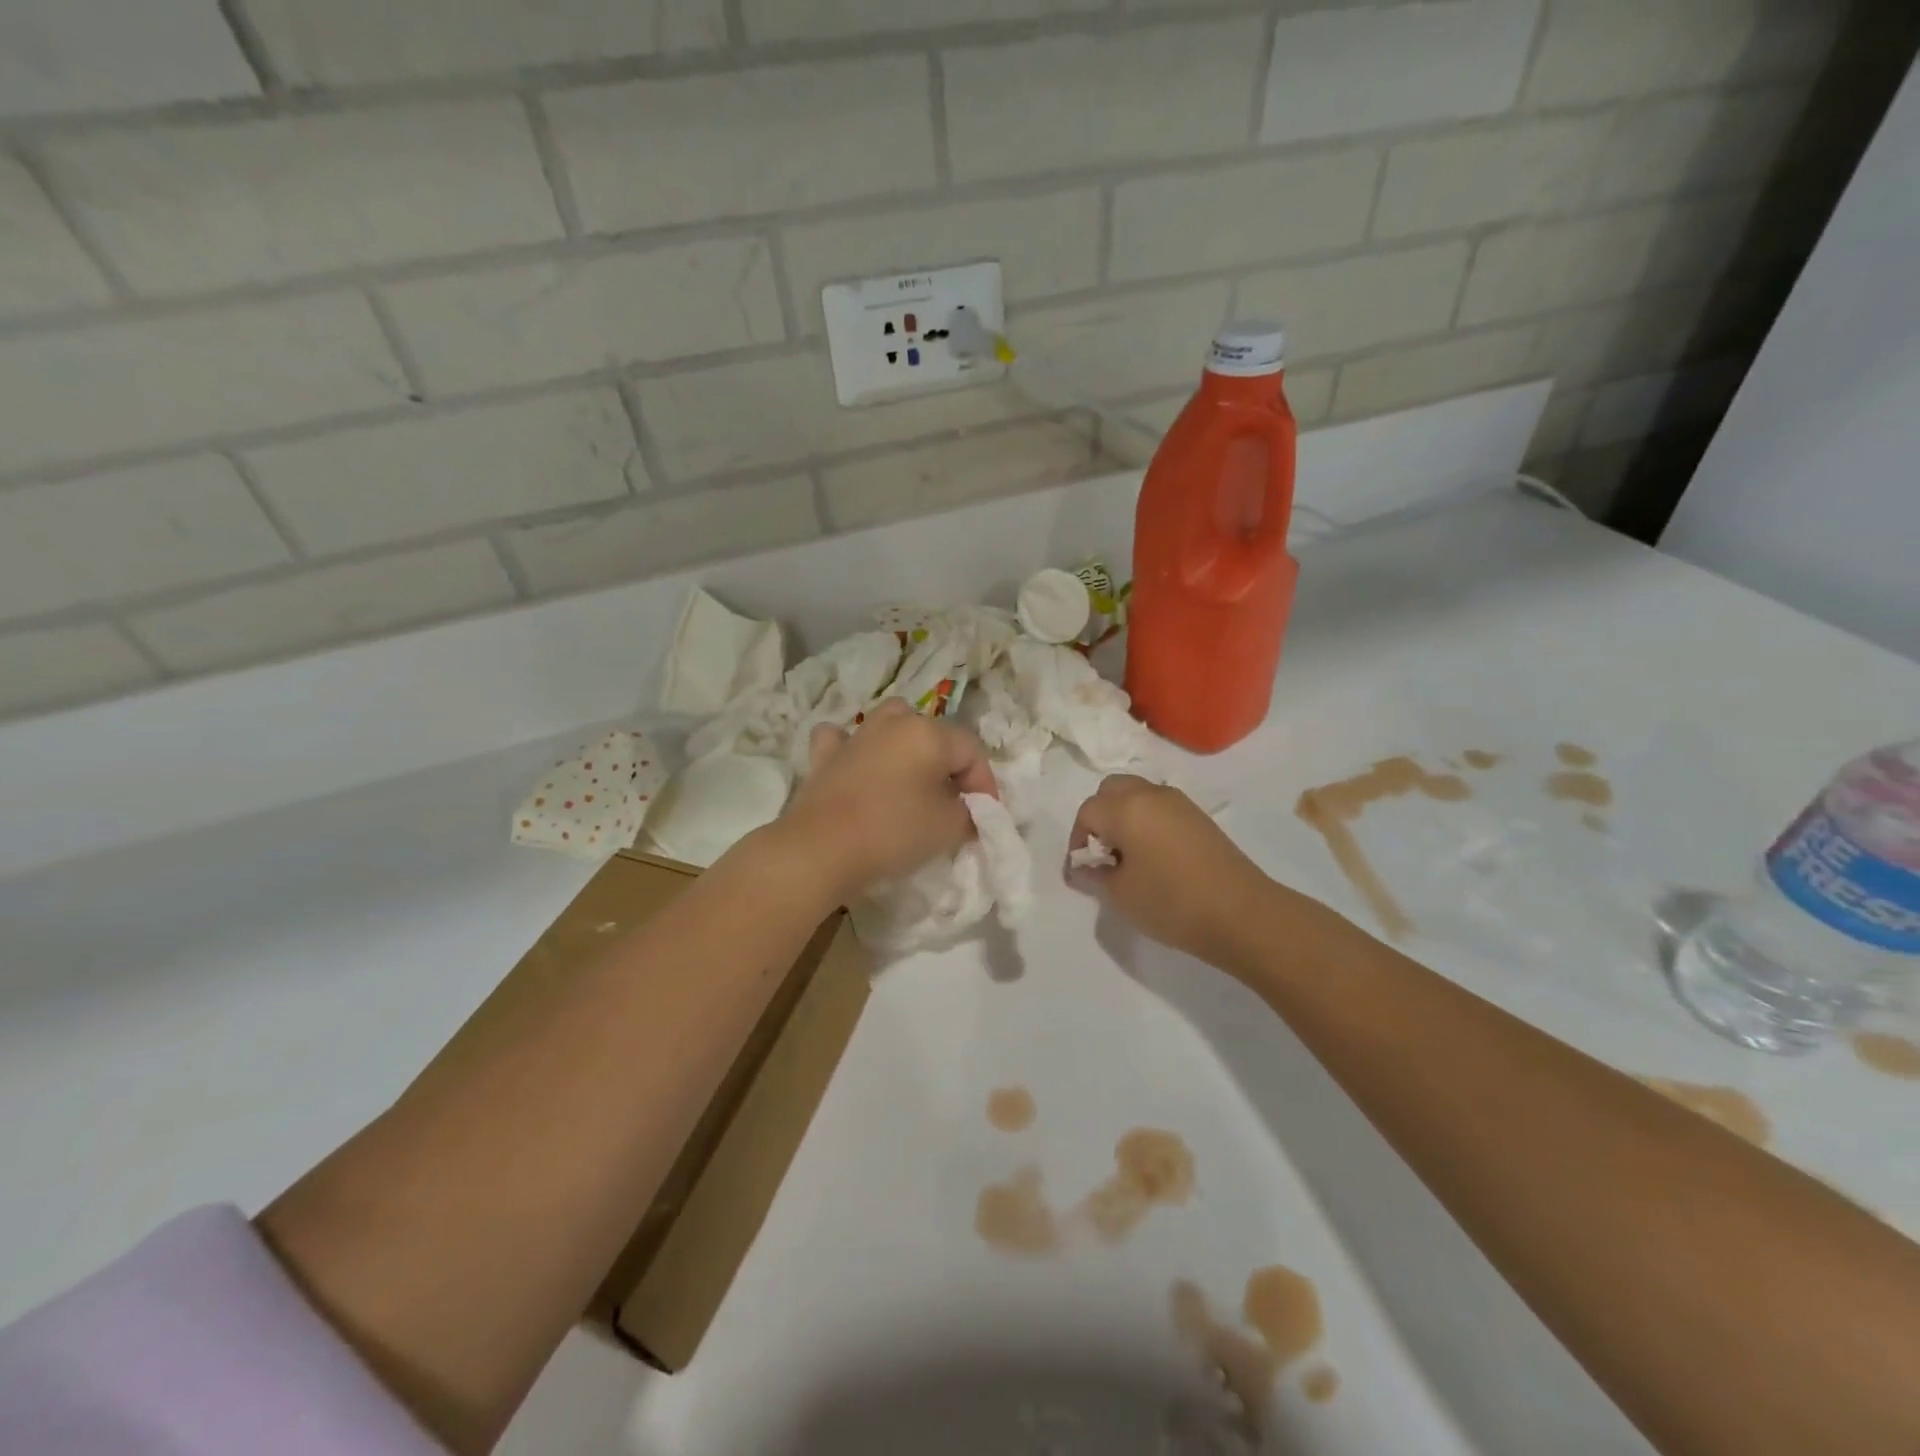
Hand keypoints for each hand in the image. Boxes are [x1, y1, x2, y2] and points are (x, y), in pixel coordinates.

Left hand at [781, 698, 997, 899]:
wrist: (822, 848)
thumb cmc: (894, 832)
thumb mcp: (950, 827)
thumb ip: (969, 813)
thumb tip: (968, 809)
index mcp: (929, 733)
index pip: (972, 751)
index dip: (985, 784)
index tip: (984, 817)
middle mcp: (894, 722)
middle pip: (934, 734)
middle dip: (949, 765)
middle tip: (952, 801)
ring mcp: (856, 735)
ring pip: (890, 722)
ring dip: (905, 743)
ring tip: (911, 776)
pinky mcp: (825, 755)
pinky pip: (844, 739)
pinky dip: (854, 748)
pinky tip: (857, 764)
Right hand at [1068, 775, 1271, 971]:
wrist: (1242, 914)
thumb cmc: (1171, 902)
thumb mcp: (1120, 894)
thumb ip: (1094, 875)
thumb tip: (1083, 867)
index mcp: (1126, 807)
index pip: (1087, 812)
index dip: (1078, 841)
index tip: (1083, 871)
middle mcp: (1151, 794)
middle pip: (1112, 790)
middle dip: (1100, 817)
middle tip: (1103, 854)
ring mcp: (1180, 803)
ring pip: (1138, 795)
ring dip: (1124, 817)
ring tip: (1129, 858)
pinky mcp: (1200, 818)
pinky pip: (1161, 808)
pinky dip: (1148, 822)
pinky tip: (1155, 858)